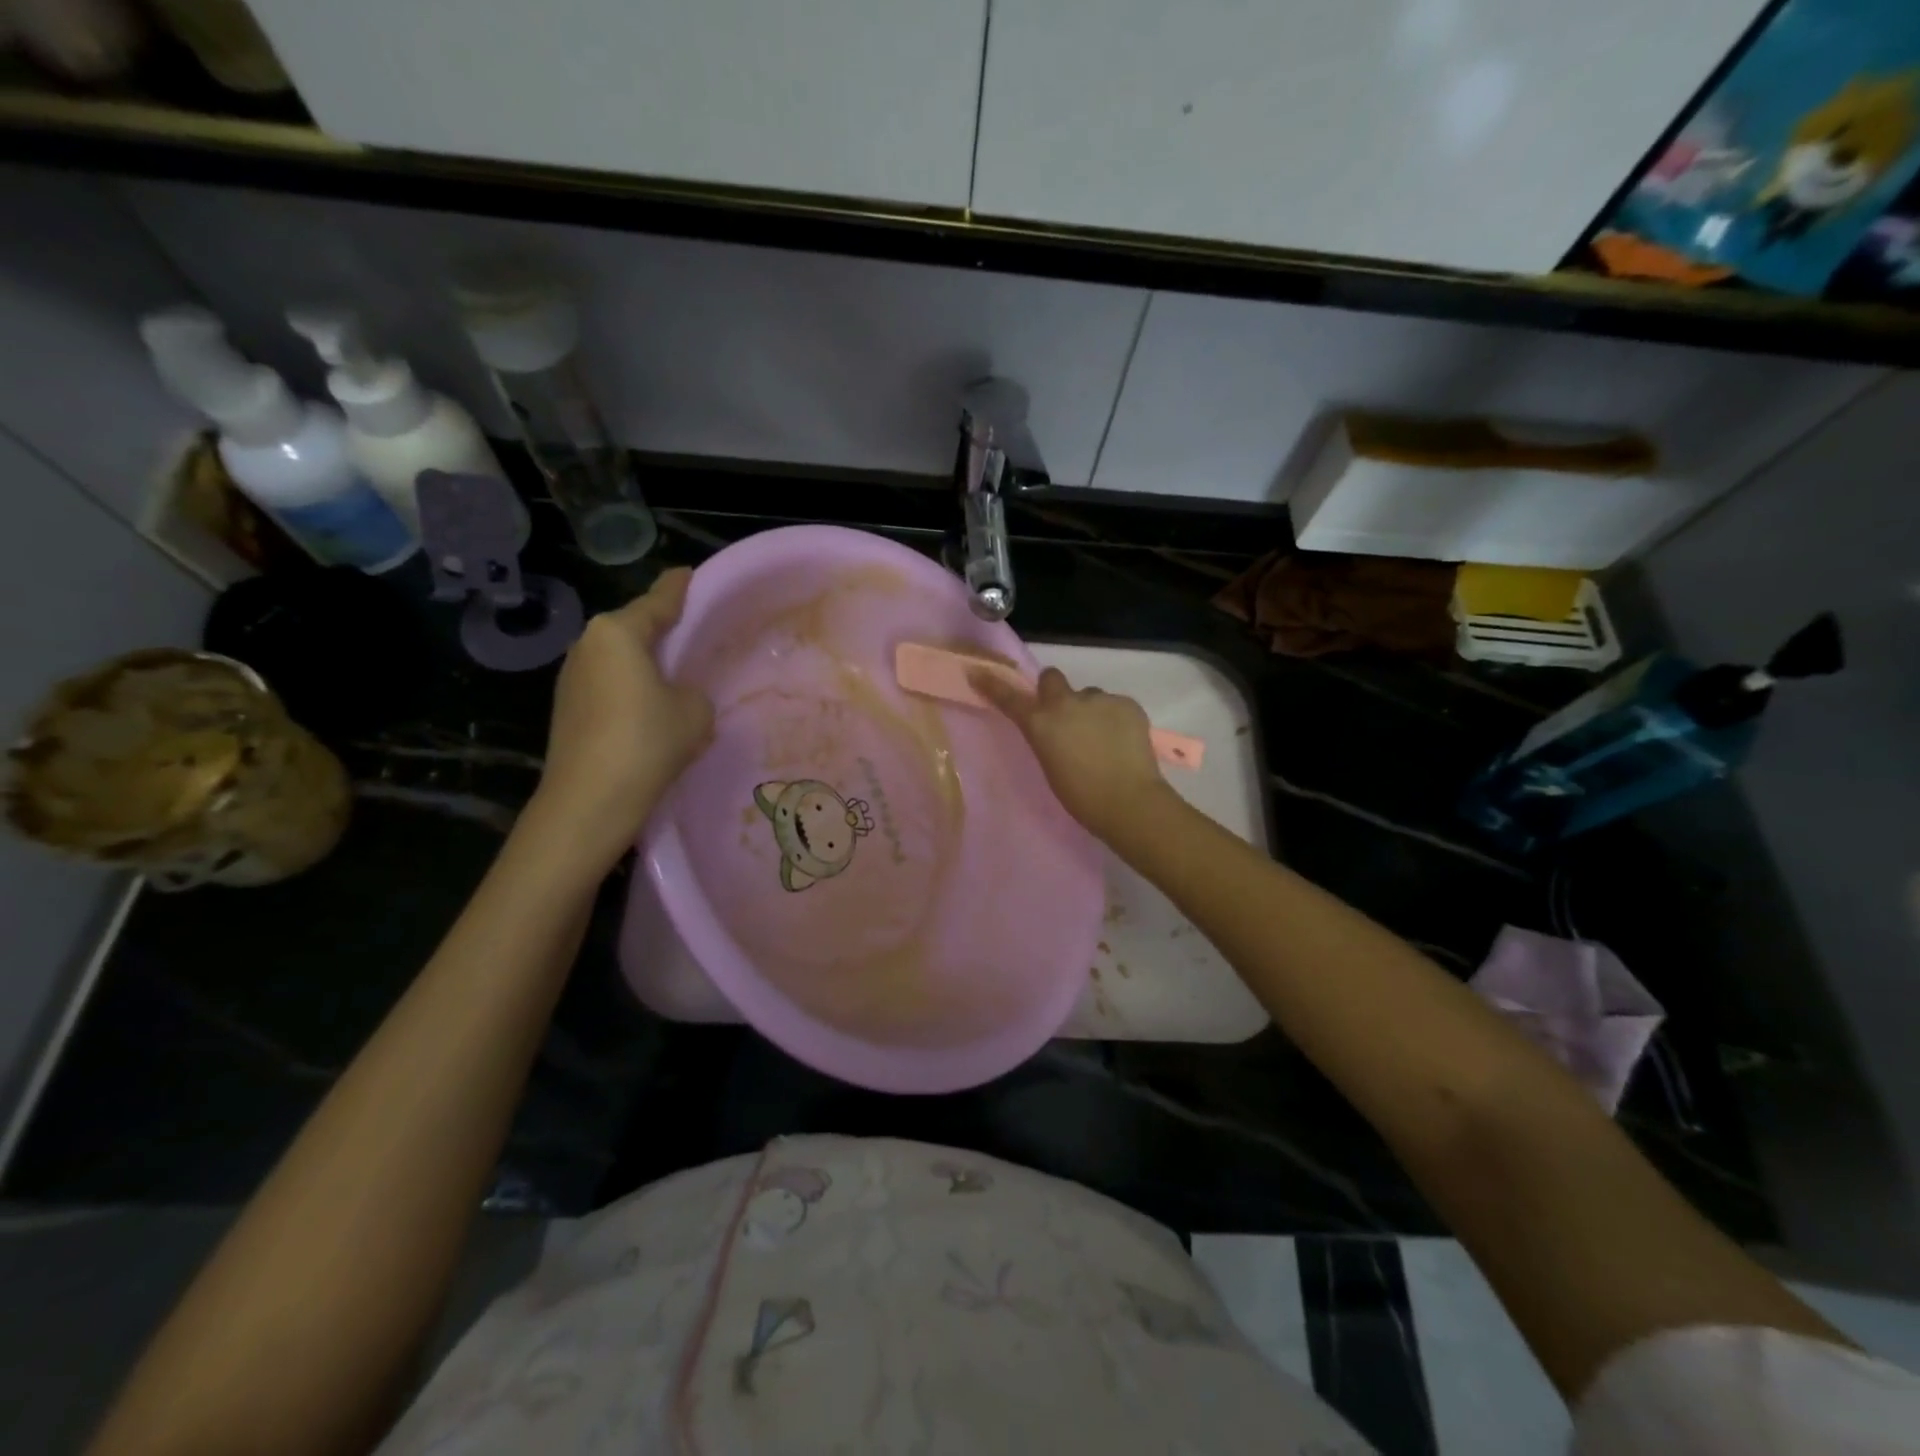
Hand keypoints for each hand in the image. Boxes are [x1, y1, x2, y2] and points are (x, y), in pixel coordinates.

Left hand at [533, 568, 713, 863]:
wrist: (589, 800)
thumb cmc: (648, 741)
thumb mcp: (695, 711)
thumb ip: (692, 692)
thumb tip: (677, 697)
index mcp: (618, 632)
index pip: (657, 601)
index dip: (678, 588)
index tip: (688, 573)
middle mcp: (588, 644)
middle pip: (633, 628)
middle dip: (660, 629)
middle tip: (691, 631)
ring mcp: (571, 677)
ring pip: (619, 658)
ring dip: (644, 663)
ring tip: (674, 675)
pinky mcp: (566, 708)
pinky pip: (608, 685)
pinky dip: (630, 689)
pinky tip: (649, 708)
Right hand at [970, 666, 1167, 841]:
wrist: (1128, 801)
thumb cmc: (1081, 796)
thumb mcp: (1050, 764)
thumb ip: (1047, 738)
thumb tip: (1055, 728)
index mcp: (1040, 723)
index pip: (1010, 698)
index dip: (993, 685)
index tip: (978, 673)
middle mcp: (1066, 703)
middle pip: (1052, 678)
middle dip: (1054, 690)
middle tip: (1066, 714)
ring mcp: (1100, 699)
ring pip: (1090, 695)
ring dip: (1090, 710)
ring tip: (1104, 739)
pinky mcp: (1128, 703)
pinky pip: (1116, 705)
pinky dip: (1117, 719)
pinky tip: (1123, 741)